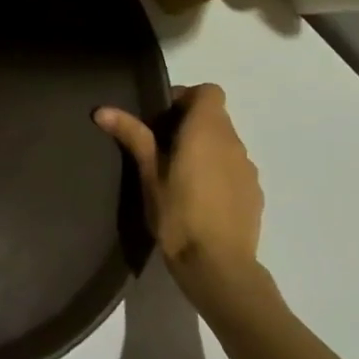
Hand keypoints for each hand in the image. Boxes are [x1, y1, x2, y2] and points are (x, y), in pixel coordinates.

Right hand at [95, 84, 263, 301]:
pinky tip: (199, 199)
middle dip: (190, 124)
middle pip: (216, 117)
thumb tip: (103, 109)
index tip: (162, 118)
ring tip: (178, 175)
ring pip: (225, 144)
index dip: (186, 97)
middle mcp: (234, 143)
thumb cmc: (178, 214)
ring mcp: (248, 170)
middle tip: (160, 147)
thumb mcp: (148, 174)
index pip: (209, 91)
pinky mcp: (254, 194)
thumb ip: (133, 136)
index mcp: (208, 131)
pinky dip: (218, 171)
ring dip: (205, 149)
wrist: (219, 267)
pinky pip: (234, 168)